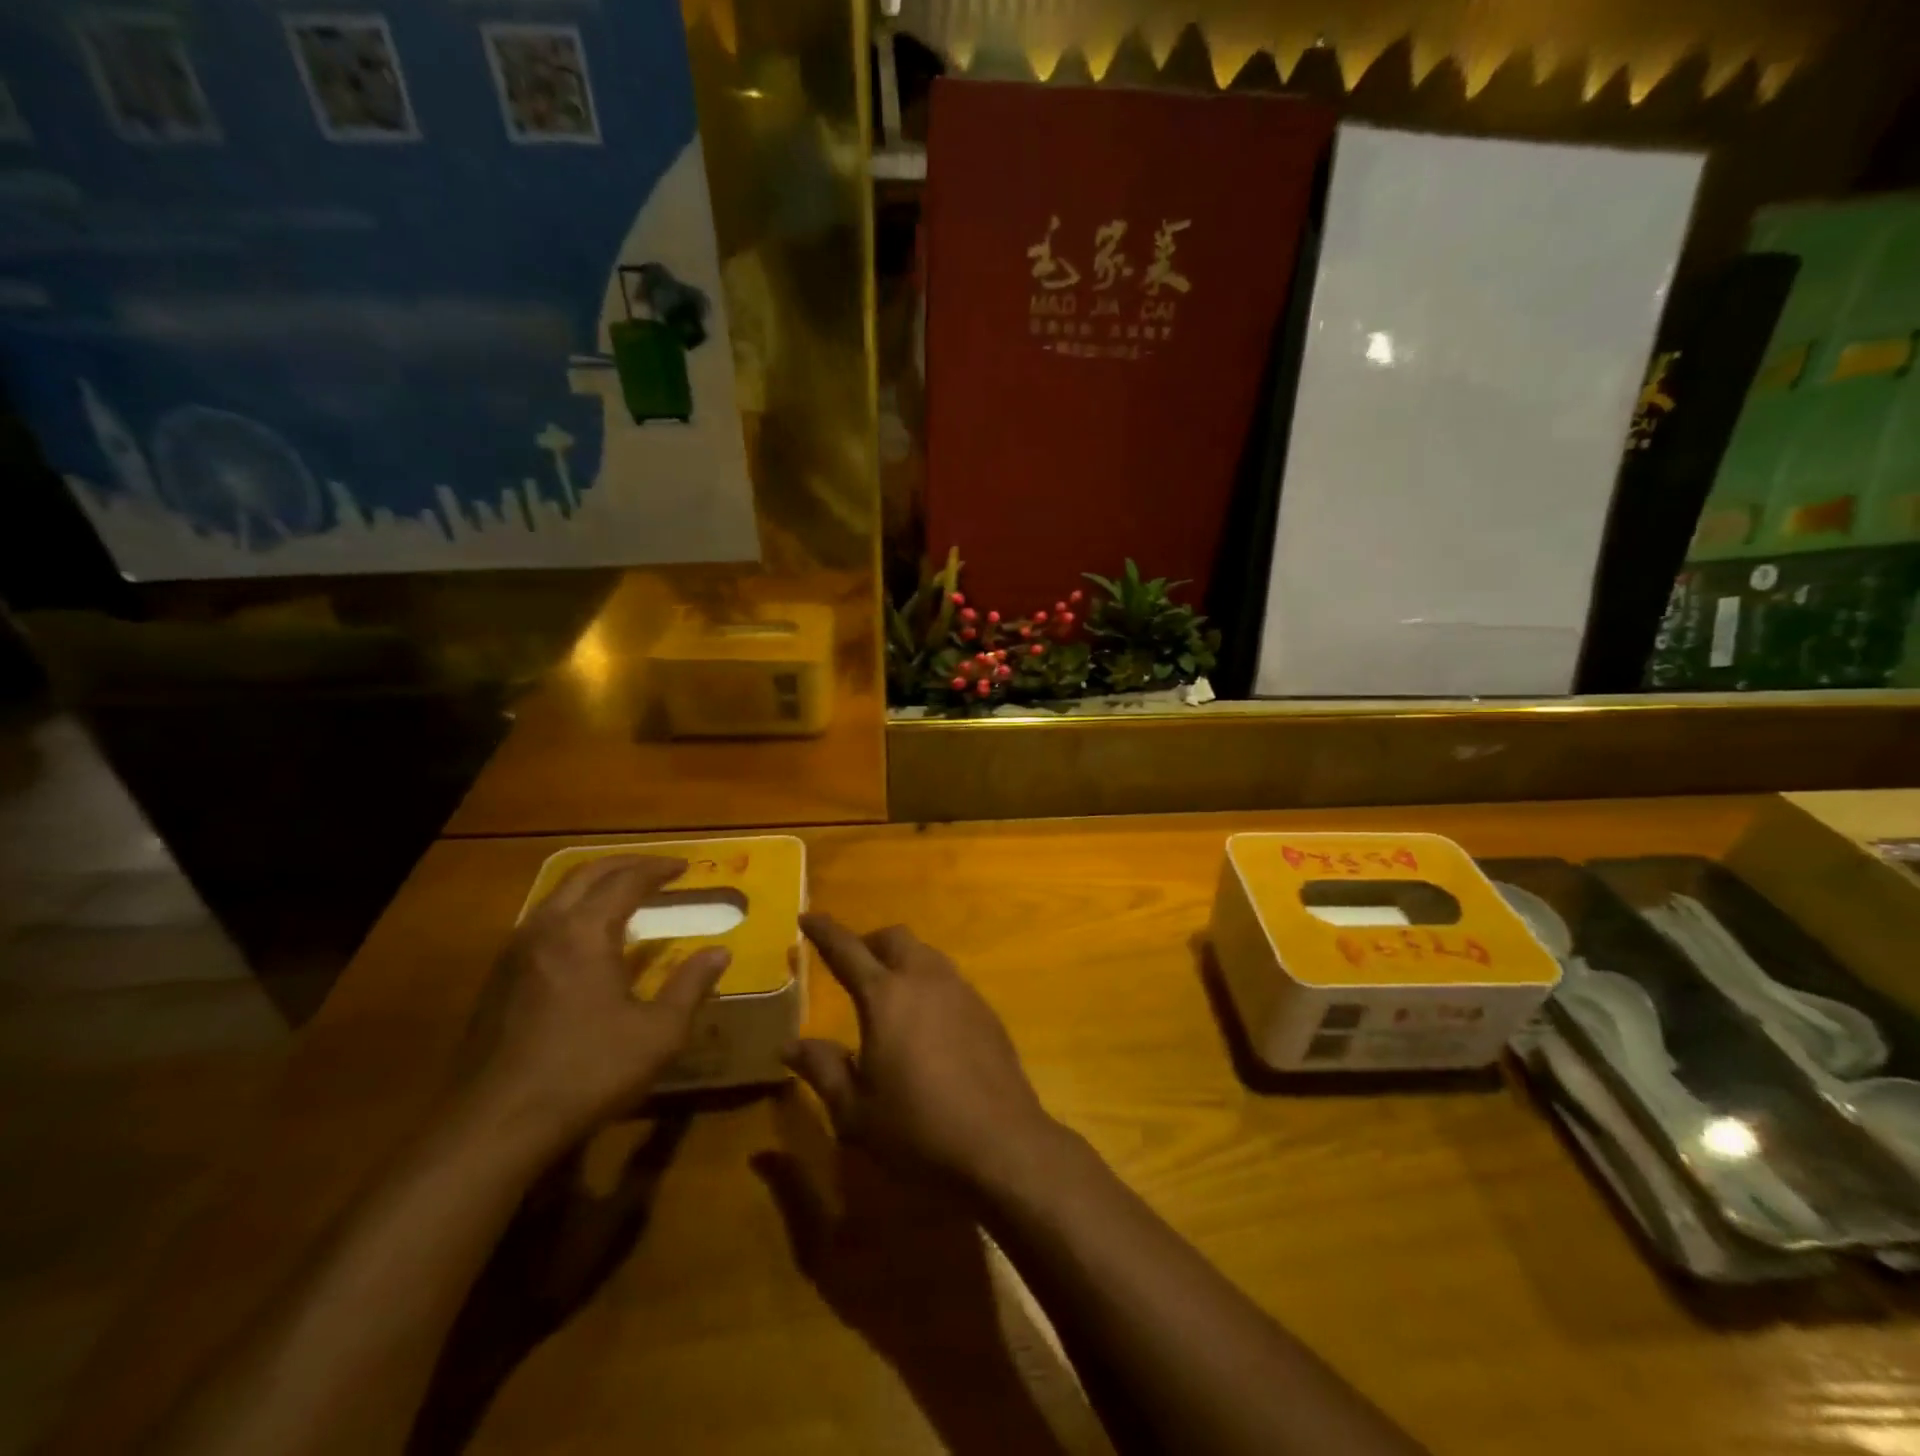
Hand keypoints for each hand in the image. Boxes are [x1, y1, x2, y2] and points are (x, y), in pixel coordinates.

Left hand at [461, 856, 728, 1143]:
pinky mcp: (498, 979)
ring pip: (557, 895)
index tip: (685, 867)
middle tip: (657, 868)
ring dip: (594, 884)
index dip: (658, 869)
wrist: (496, 1126)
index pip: (626, 881)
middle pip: (586, 875)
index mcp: (584, 932)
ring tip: (624, 893)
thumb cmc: (587, 1072)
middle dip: (625, 864)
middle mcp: (545, 929)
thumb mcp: (658, 1033)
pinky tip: (586, 938)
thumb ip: (691, 986)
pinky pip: (541, 921)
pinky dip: (572, 910)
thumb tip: (719, 953)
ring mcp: (514, 953)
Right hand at [787, 914, 1061, 1191]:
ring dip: (902, 959)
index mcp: (885, 997)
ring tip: (889, 991)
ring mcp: (961, 991)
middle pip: (894, 938)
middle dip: (868, 941)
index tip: (807, 917)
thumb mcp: (855, 1110)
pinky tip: (926, 1021)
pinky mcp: (985, 1010)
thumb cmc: (917, 1129)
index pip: (847, 950)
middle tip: (851, 963)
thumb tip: (789, 1045)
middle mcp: (924, 980)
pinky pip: (949, 979)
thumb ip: (822, 1069)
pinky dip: (928, 983)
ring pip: (926, 953)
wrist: (1001, 1143)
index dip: (824, 931)